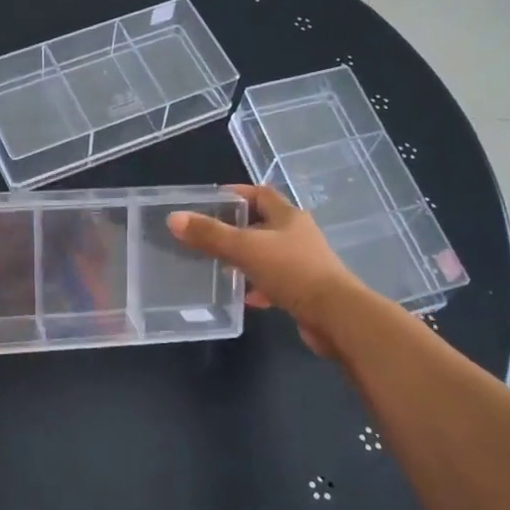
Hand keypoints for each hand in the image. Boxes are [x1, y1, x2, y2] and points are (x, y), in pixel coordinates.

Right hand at [167, 184, 360, 358]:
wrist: (335, 316)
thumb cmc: (292, 271)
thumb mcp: (245, 248)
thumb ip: (210, 234)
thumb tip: (174, 218)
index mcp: (288, 217)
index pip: (261, 194)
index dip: (237, 193)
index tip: (211, 200)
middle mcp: (298, 235)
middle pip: (264, 224)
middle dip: (237, 229)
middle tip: (208, 235)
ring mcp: (303, 263)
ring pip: (268, 254)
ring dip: (246, 259)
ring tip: (220, 267)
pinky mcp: (305, 290)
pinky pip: (276, 282)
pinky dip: (259, 286)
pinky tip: (245, 297)